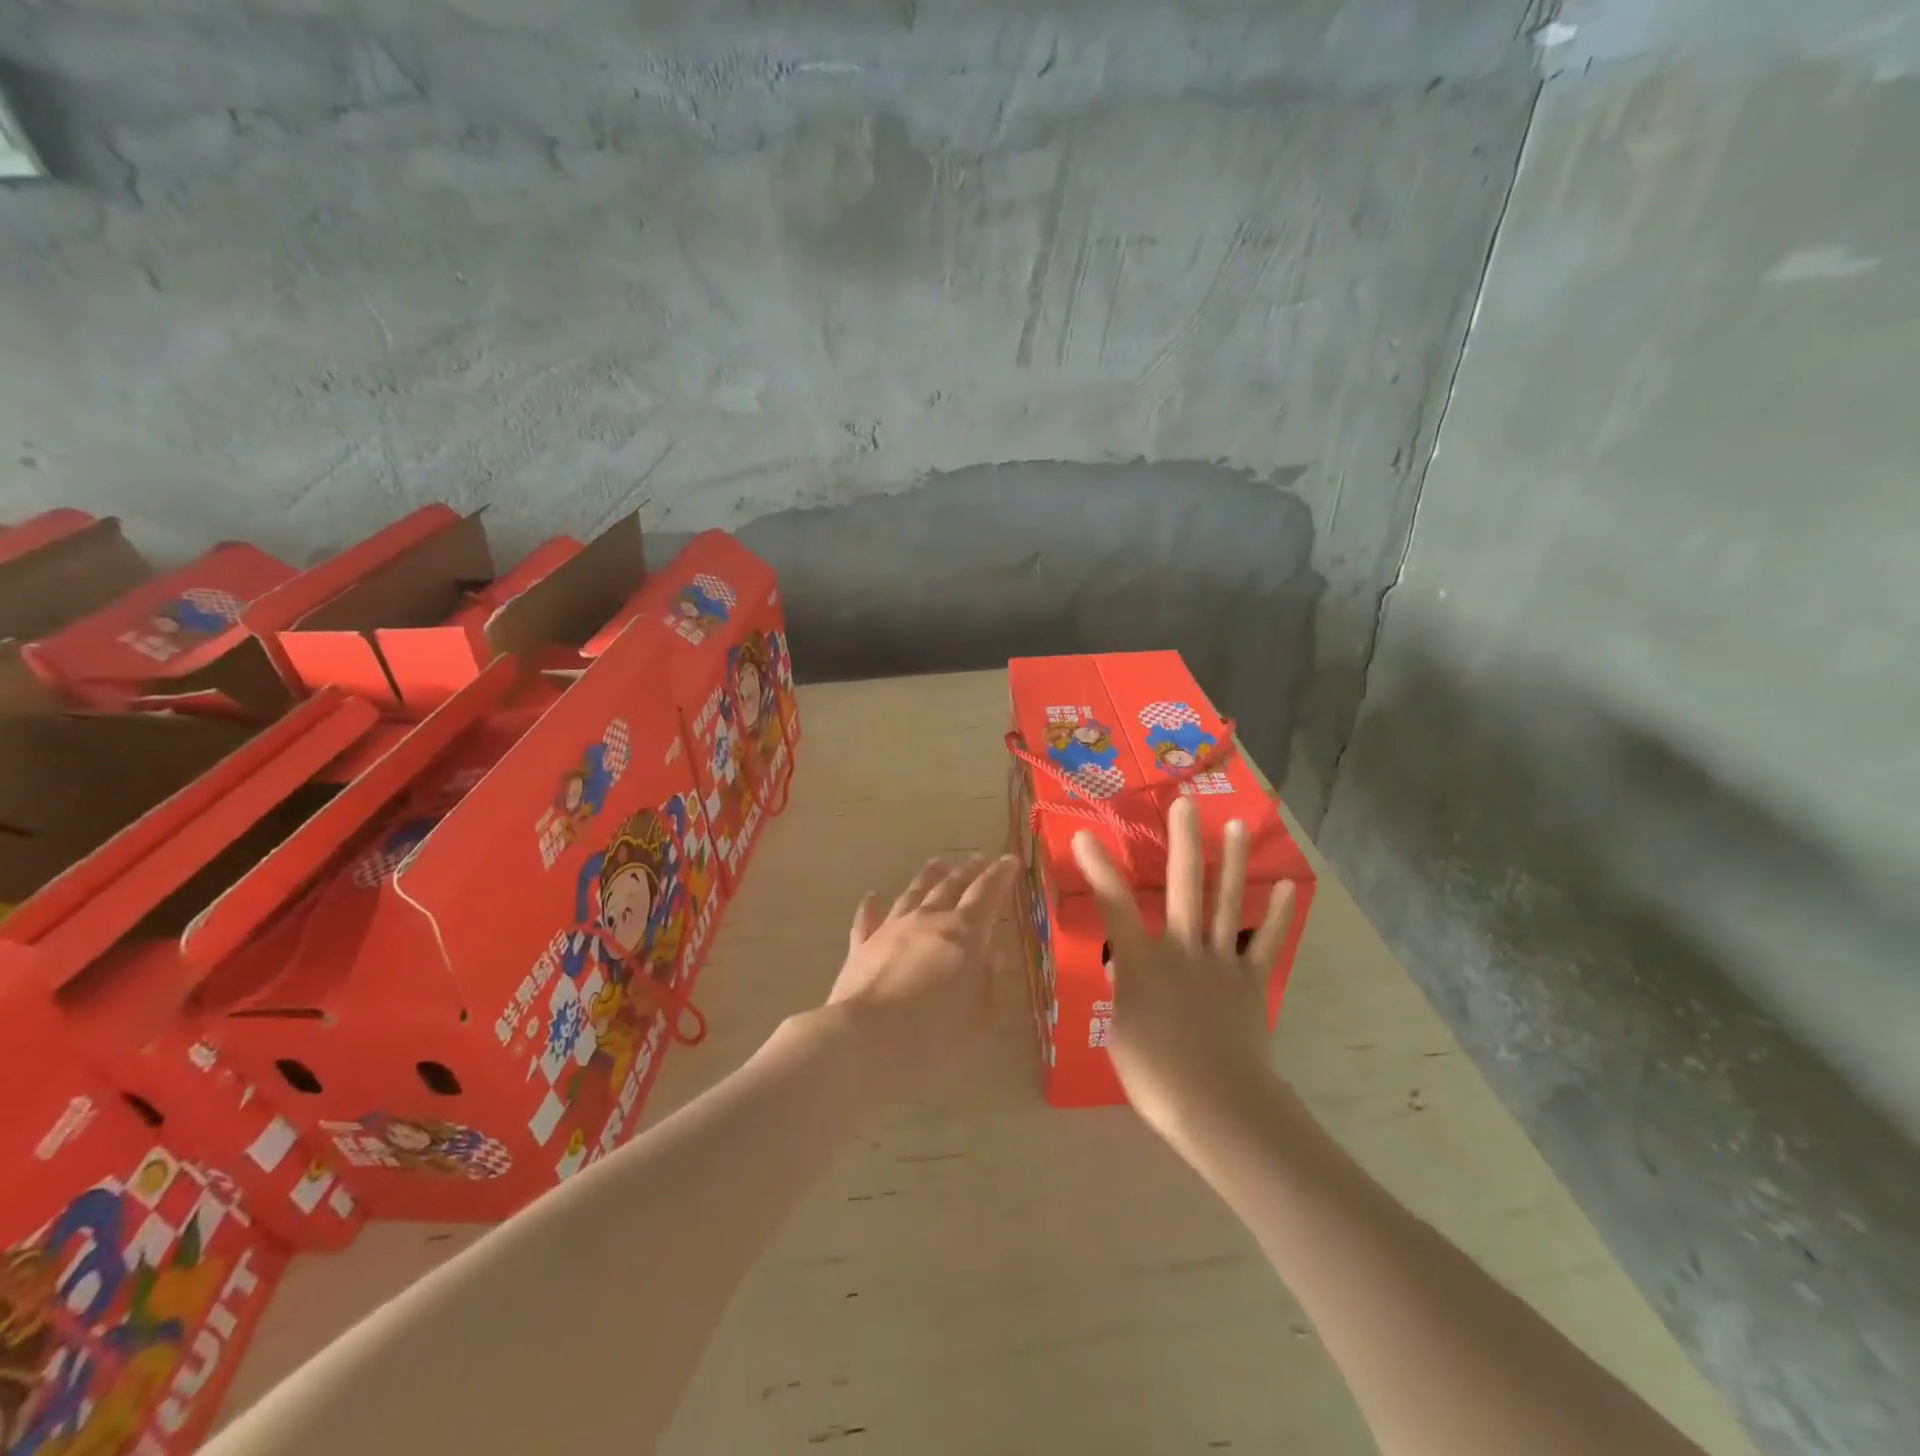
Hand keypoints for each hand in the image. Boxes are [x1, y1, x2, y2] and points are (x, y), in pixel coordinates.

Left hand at [824, 855, 1017, 1093]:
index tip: (1009, 860)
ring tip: (938, 863)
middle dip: (969, 871)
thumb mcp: (978, 1016)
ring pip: (913, 893)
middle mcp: (929, 920)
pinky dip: (872, 906)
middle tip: (980, 858)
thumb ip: (988, 981)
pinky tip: (873, 896)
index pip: (987, 893)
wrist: (866, 1040)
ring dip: (928, 876)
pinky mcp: (862, 946)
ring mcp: (892, 929)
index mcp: (964, 933)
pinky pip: (868, 919)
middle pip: (951, 886)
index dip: (1000, 875)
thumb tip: (993, 953)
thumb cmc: (934, 1035)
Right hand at [1071, 797, 1297, 1147]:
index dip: (1098, 869)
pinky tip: (1287, 885)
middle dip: (1182, 842)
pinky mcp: (1251, 979)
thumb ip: (1125, 993)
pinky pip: (1265, 941)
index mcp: (1142, 962)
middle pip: (1182, 886)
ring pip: (1226, 902)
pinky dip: (1278, 914)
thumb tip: (1128, 971)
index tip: (1086, 835)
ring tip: (1237, 825)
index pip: (1114, 906)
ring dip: (1232, 861)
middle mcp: (1181, 949)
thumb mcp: (1120, 1033)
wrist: (1217, 1105)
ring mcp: (1221, 961)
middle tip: (1185, 804)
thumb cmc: (1156, 1075)